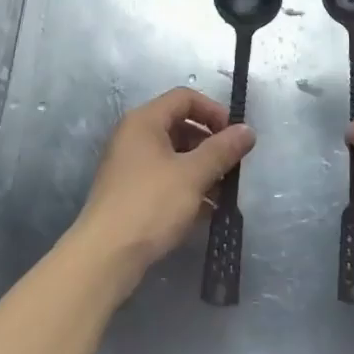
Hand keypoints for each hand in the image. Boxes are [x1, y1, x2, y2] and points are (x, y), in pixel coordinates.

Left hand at [75, 87, 255, 287]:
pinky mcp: (130, 192)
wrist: (106, 255)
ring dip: (201, 168)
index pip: (184, 98)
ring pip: (173, 155)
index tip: (235, 135)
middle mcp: (134, 136)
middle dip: (210, 143)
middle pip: (179, 125)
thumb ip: (222, 150)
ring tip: (224, 192)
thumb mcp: (192, 175)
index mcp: (145, 121)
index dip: (213, 111)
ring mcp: (129, 165)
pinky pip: (164, 178)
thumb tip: (248, 130)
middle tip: (233, 165)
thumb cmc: (151, 204)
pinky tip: (206, 210)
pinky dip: (186, 186)